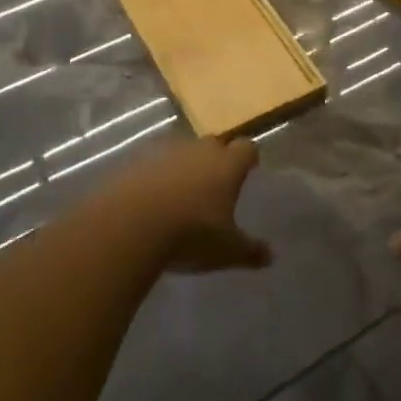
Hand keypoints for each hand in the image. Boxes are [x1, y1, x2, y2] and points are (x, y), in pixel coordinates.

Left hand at [104, 136, 271, 272]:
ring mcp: (165, 152)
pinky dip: (156, 177)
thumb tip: (271, 256)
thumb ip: (250, 251)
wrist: (129, 224)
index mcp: (226, 165)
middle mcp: (198, 150)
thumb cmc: (190, 234)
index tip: (249, 168)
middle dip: (216, 159)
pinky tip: (152, 200)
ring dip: (184, 167)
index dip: (248, 157)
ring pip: (181, 152)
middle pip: (213, 144)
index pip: (246, 147)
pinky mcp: (135, 161)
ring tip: (181, 194)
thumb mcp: (226, 250)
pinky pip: (153, 164)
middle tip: (216, 183)